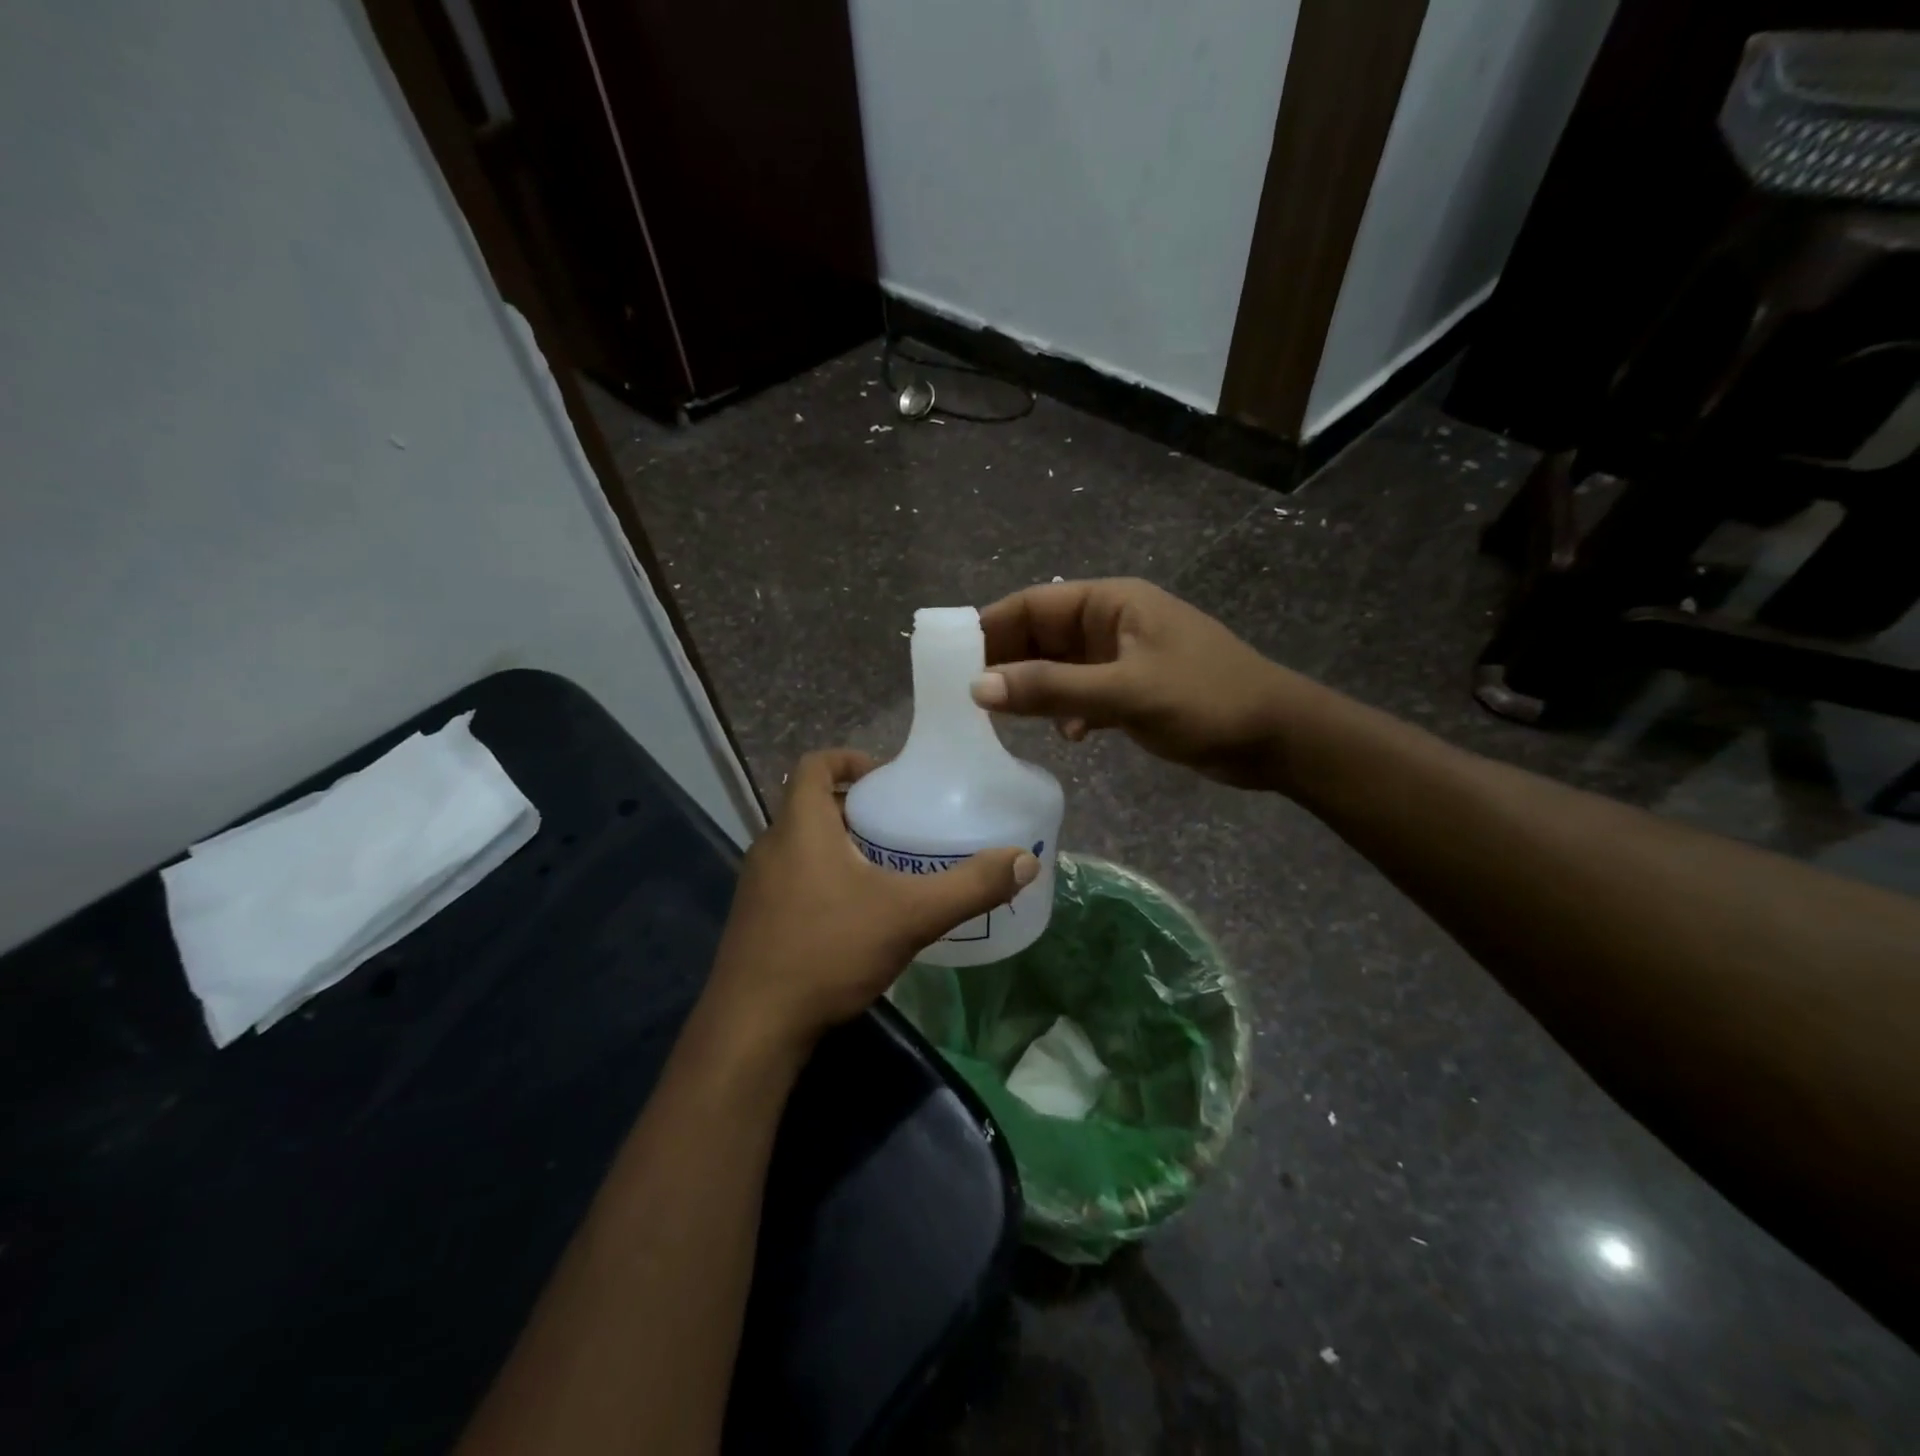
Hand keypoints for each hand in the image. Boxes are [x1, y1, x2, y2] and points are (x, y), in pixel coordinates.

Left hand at [702, 749, 1038, 1055]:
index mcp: (800, 827)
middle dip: (855, 808)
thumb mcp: (910, 916)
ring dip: (839, 845)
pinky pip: (791, 878)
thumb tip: (1025, 861)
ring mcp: (756, 886)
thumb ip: (969, 887)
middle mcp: (771, 846)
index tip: (886, 776)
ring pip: (801, 845)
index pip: (814, 765)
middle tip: (899, 824)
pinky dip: (823, 878)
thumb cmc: (828, 951)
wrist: (753, 1028)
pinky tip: (855, 914)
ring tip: (886, 867)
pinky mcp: (754, 919)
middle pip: (811, 805)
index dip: (849, 759)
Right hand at [973, 578, 1323, 790]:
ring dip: (1033, 691)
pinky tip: (1068, 738)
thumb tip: (977, 687)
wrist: (1278, 738)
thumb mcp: (1126, 692)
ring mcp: (1122, 659)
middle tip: (964, 698)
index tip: (948, 659)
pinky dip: (1067, 712)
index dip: (989, 628)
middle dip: (1006, 664)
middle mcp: (1111, 624)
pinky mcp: (1132, 692)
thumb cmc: (1207, 700)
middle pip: (1041, 636)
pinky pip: (1082, 695)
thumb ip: (1053, 689)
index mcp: (1111, 603)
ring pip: (1059, 668)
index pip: (1033, 605)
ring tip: (998, 719)